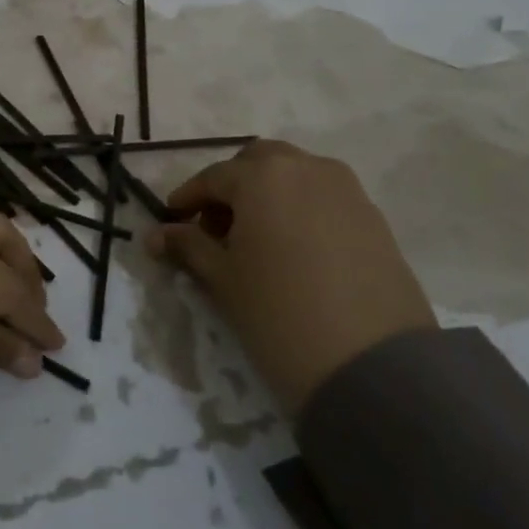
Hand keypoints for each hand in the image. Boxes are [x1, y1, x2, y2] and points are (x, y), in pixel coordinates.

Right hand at [145, 139, 435, 415]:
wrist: (373, 366)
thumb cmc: (278, 313)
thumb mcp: (222, 279)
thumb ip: (188, 246)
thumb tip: (155, 235)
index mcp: (263, 176)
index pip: (213, 178)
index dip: (187, 199)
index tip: (171, 222)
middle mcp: (306, 168)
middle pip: (257, 162)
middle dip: (231, 187)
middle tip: (215, 228)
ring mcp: (346, 190)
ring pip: (295, 175)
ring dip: (268, 194)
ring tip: (255, 240)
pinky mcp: (374, 218)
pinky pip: (324, 198)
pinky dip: (300, 209)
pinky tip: (292, 250)